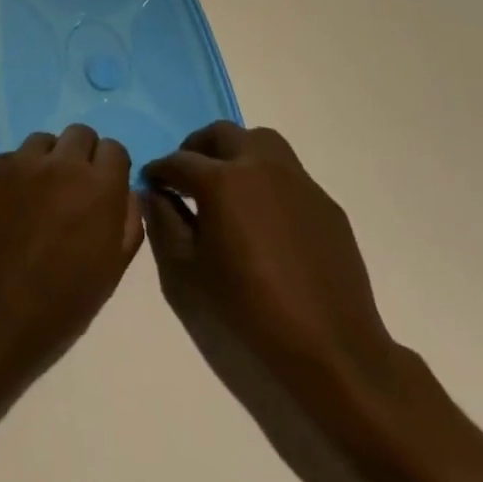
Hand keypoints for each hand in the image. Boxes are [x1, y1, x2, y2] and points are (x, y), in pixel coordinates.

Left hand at [0, 126, 144, 375]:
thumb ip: (127, 221)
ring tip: (38, 198)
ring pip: (43, 142)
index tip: (103, 189)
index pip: (114, 149)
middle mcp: (60, 164)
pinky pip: (10, 158)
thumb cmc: (59, 306)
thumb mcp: (111, 270)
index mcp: (98, 188)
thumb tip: (126, 191)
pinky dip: (15, 175)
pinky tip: (8, 208)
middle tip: (72, 190)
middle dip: (81, 157)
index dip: (110, 169)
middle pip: (79, 135)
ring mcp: (19, 162)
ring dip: (48, 161)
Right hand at [144, 124, 398, 406]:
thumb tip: (155, 195)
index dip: (159, 171)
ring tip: (227, 182)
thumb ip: (164, 223)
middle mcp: (259, 166)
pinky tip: (264, 215)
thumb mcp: (188, 270)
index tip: (151, 182)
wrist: (331, 347)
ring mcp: (297, 180)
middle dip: (196, 149)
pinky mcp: (324, 201)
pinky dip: (267, 178)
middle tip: (186, 176)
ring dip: (236, 151)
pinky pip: (288, 173)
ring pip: (260, 141)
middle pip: (221, 134)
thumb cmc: (249, 309)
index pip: (178, 161)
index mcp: (221, 180)